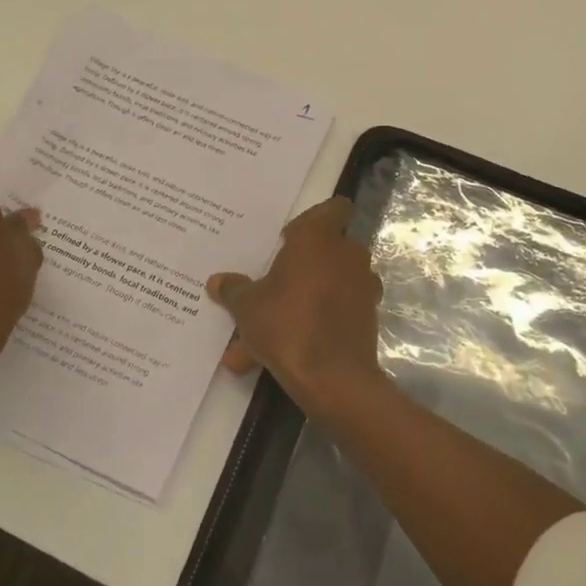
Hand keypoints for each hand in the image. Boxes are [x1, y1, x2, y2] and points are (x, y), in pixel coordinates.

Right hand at [206, 197, 384, 413]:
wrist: (332, 378)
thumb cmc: (286, 324)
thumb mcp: (247, 307)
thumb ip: (235, 290)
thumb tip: (217, 281)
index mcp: (319, 239)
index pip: (334, 208)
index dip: (314, 219)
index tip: (290, 238)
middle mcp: (348, 256)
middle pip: (327, 249)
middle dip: (301, 266)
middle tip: (272, 283)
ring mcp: (363, 287)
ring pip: (328, 286)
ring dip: (302, 301)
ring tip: (264, 332)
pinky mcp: (368, 318)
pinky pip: (335, 314)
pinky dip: (313, 326)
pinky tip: (280, 354)